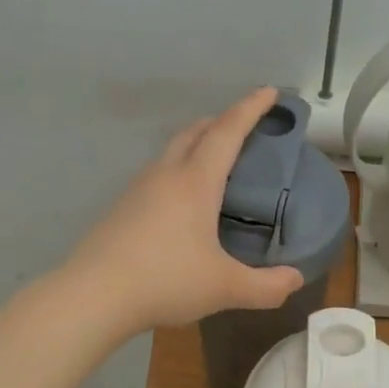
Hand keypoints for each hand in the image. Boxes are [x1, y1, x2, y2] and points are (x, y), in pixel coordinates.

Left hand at [68, 87, 307, 331]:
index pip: (227, 132)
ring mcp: (138, 190)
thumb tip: (295, 280)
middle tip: (243, 124)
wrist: (92, 296)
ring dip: (196, 143)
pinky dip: (178, 169)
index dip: (250, 109)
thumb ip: (266, 286)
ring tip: (214, 159)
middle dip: (222, 120)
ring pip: (171, 151)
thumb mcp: (225, 288)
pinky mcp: (121, 209)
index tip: (268, 91)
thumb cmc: (165, 281)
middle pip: (195, 132)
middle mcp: (166, 175)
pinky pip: (157, 174)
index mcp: (195, 183)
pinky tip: (180, 199)